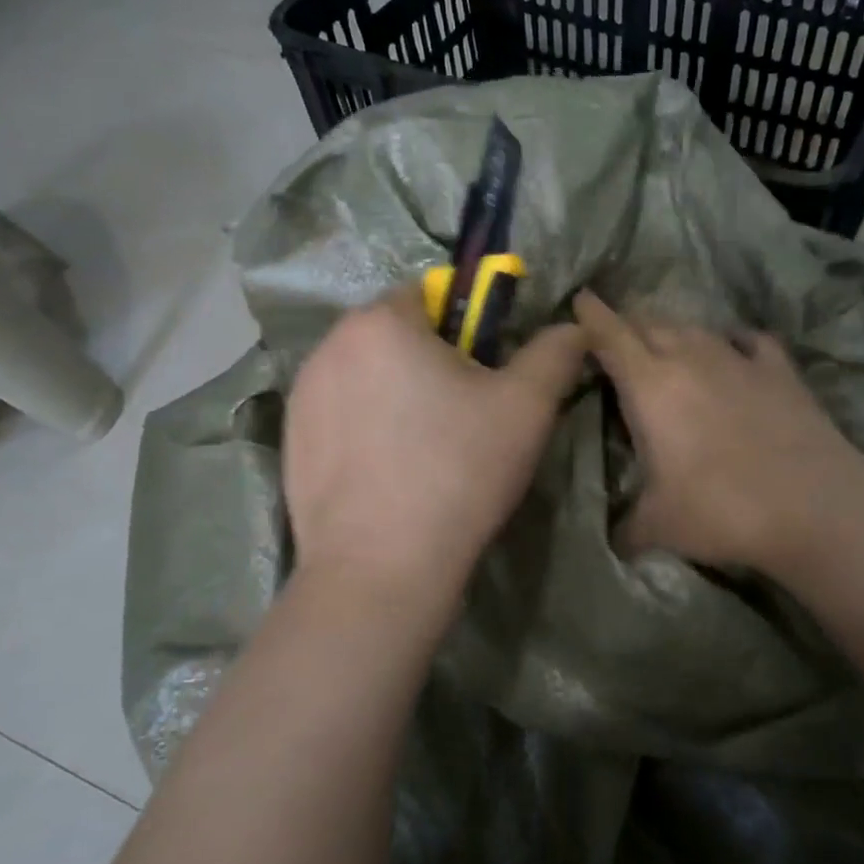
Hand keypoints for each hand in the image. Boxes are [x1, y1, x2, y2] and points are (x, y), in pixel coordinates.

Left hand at [284, 286, 587, 620]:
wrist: (380, 569)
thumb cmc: (458, 472)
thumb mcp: (526, 407)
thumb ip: (555, 353)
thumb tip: (574, 327)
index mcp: (381, 322)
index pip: (430, 294)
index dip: (465, 327)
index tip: (483, 374)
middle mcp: (329, 345)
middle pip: (394, 334)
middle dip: (428, 359)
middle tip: (462, 415)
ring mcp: (300, 395)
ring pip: (365, 374)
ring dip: (395, 392)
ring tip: (424, 450)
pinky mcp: (290, 441)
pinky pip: (340, 413)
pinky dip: (365, 427)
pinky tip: (388, 472)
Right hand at [574, 289, 863, 576]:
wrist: (813, 506)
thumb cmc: (720, 510)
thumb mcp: (657, 527)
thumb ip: (625, 527)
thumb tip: (612, 541)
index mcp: (650, 386)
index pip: (610, 335)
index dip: (590, 315)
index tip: (579, 299)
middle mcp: (690, 358)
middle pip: (650, 324)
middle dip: (627, 327)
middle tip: (616, 343)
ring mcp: (738, 359)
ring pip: (695, 329)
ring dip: (674, 334)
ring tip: (667, 349)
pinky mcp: (779, 369)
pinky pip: (749, 341)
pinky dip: (733, 342)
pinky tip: (735, 353)